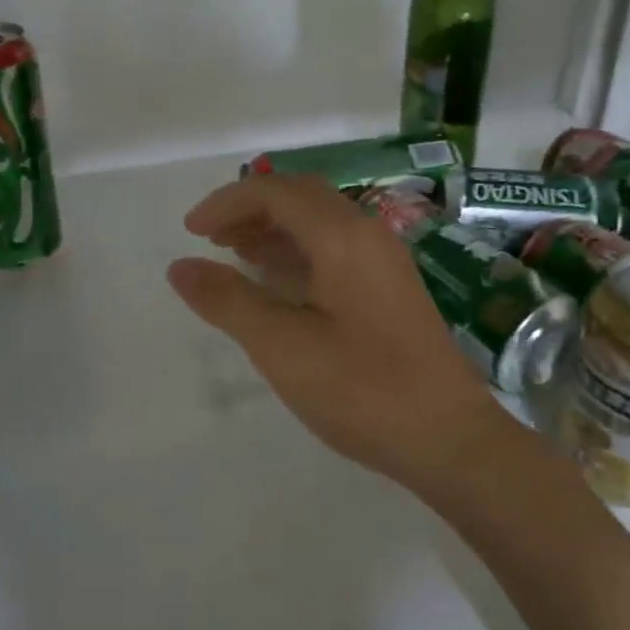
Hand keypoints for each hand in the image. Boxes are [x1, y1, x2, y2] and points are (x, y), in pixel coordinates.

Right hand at [167, 174, 515, 490]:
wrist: (449, 437)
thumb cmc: (362, 389)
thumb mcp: (282, 346)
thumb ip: (228, 301)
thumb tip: (180, 266)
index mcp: (342, 236)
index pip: (275, 191)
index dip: (227, 203)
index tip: (191, 232)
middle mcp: (368, 234)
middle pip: (301, 197)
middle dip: (251, 210)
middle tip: (211, 239)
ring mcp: (386, 261)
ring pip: (321, 222)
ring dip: (275, 229)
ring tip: (236, 256)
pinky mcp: (393, 288)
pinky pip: (337, 248)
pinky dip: (299, 252)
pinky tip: (281, 284)